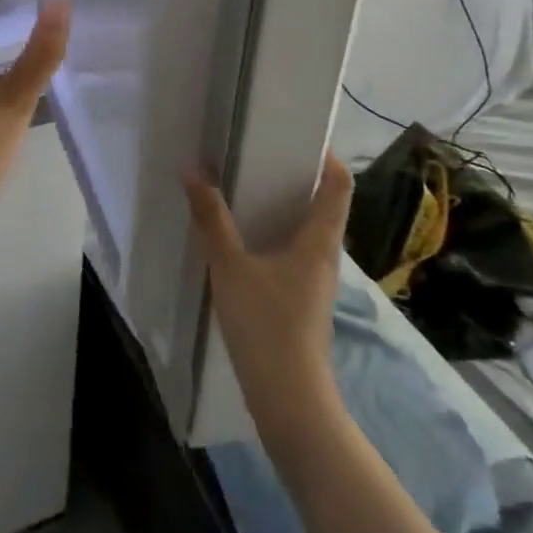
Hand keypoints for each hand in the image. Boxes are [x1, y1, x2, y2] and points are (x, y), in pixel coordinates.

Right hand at [184, 155, 352, 440]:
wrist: (290, 400)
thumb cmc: (266, 326)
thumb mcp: (230, 266)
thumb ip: (211, 218)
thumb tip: (193, 170)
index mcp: (319, 239)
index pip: (339, 184)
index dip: (326, 155)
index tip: (297, 133)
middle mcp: (325, 254)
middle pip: (323, 202)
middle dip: (296, 175)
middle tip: (259, 151)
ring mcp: (316, 279)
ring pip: (307, 228)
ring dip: (283, 204)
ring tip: (246, 185)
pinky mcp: (302, 298)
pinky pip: (294, 250)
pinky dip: (275, 231)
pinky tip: (244, 235)